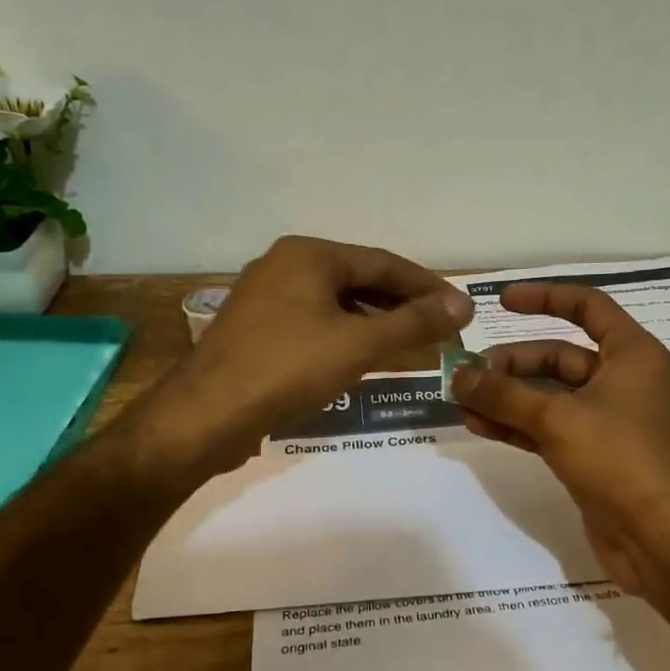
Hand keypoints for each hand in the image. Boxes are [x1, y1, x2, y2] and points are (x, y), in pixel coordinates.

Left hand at [135, 235, 472, 476]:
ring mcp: (265, 299)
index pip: (383, 262)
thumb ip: (414, 323)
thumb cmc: (288, 368)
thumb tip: (463, 304)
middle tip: (440, 329)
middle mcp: (284, 266)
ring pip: (335, 305)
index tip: (460, 308)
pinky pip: (314, 324)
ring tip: (410, 346)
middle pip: (359, 281)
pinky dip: (345, 337)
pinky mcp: (256, 331)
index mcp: (308, 254)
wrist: (206, 415)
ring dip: (375, 323)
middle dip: (401, 305)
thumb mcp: (359, 344)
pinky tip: (363, 360)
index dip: (426, 286)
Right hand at [452, 283, 669, 618]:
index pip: (587, 307)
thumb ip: (504, 395)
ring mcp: (608, 420)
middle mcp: (622, 381)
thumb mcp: (558, 419)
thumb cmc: (621, 460)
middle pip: (560, 356)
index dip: (545, 298)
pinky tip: (480, 425)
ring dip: (508, 396)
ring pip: (550, 395)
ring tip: (462, 400)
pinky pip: (549, 428)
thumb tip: (458, 376)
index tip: (502, 302)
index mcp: (631, 355)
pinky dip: (517, 425)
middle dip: (513, 364)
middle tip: (469, 374)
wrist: (662, 539)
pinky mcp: (594, 455)